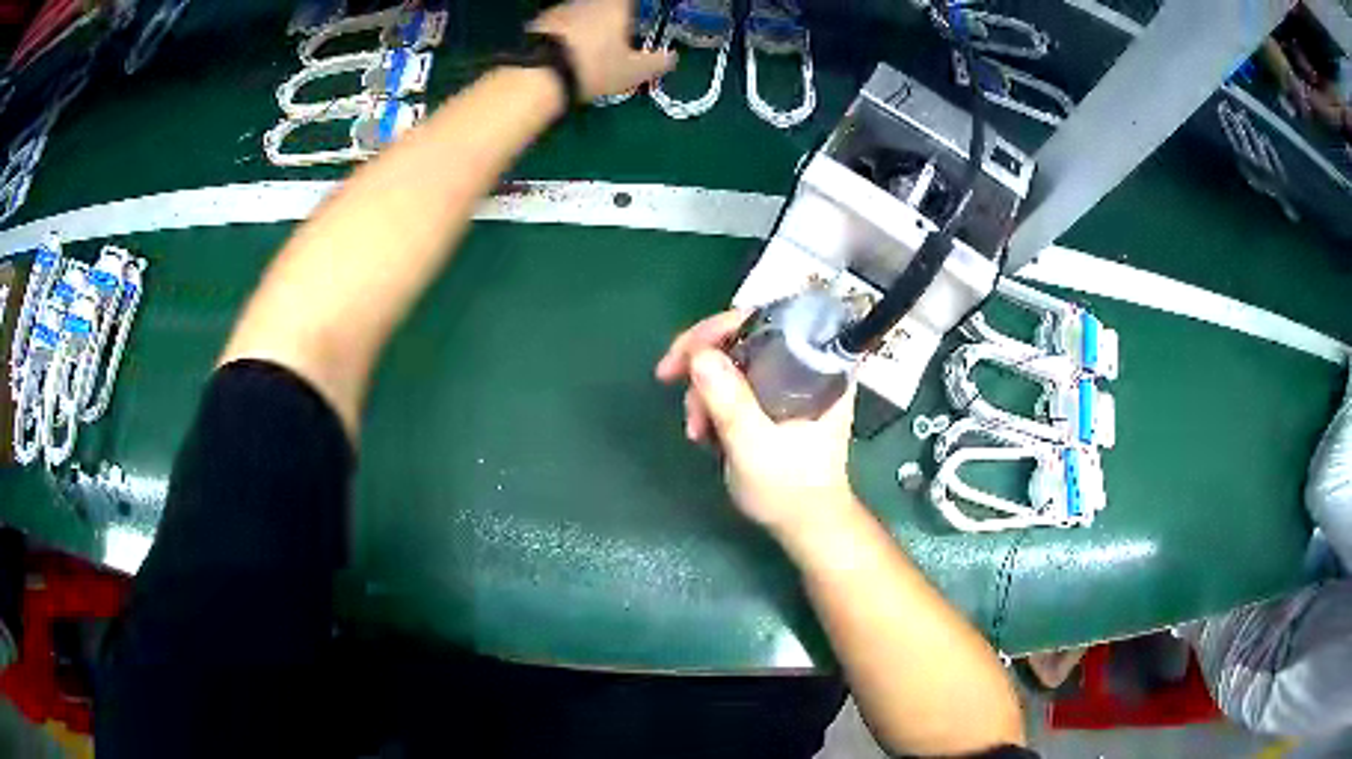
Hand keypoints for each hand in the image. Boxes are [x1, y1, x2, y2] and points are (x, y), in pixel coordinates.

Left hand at [529, 0, 676, 100]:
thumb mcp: (632, 72)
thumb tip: (672, 57)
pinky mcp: (538, 22)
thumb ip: (656, 63)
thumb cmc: (594, 67)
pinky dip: (567, 33)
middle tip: (618, 36)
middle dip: (612, 17)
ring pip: (581, 12)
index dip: (636, 8)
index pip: (630, 1)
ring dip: (588, 24)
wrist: (537, 74)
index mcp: (615, 4)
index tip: (638, 18)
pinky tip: (567, 51)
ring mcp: (560, 8)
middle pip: (605, 5)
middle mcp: (587, 1)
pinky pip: (560, 23)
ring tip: (590, 47)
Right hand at [656, 310, 857, 534]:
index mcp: (816, 366)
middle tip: (670, 382)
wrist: (805, 525)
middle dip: (703, 363)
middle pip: (743, 336)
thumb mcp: (754, 446)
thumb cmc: (790, 488)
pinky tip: (705, 432)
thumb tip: (698, 354)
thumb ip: (728, 401)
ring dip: (704, 390)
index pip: (765, 320)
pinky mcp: (774, 400)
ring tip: (696, 431)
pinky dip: (713, 402)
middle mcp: (804, 364)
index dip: (719, 328)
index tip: (684, 355)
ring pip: (733, 362)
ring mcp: (788, 382)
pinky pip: (735, 384)